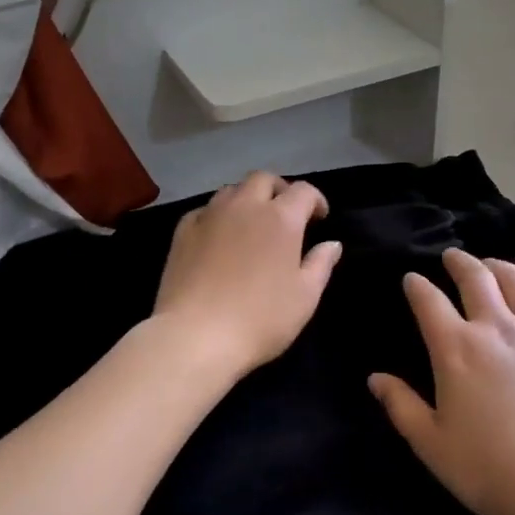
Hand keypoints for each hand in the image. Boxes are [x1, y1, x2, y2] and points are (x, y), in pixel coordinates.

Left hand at [152, 172, 342, 378]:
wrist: (196, 336)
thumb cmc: (261, 318)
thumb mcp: (305, 297)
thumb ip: (321, 264)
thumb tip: (332, 244)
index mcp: (281, 218)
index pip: (304, 191)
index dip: (316, 200)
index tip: (320, 219)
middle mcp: (245, 206)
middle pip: (263, 179)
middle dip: (279, 190)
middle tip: (285, 214)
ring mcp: (210, 215)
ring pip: (232, 190)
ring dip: (247, 199)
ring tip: (251, 223)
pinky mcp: (183, 231)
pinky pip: (205, 210)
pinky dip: (218, 216)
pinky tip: (219, 236)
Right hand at [368, 248, 514, 514]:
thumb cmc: (487, 468)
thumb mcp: (430, 443)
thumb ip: (401, 405)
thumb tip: (375, 377)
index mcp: (456, 349)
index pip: (428, 300)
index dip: (416, 285)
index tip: (411, 279)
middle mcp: (496, 329)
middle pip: (476, 277)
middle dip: (459, 261)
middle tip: (452, 256)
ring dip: (501, 267)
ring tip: (493, 265)